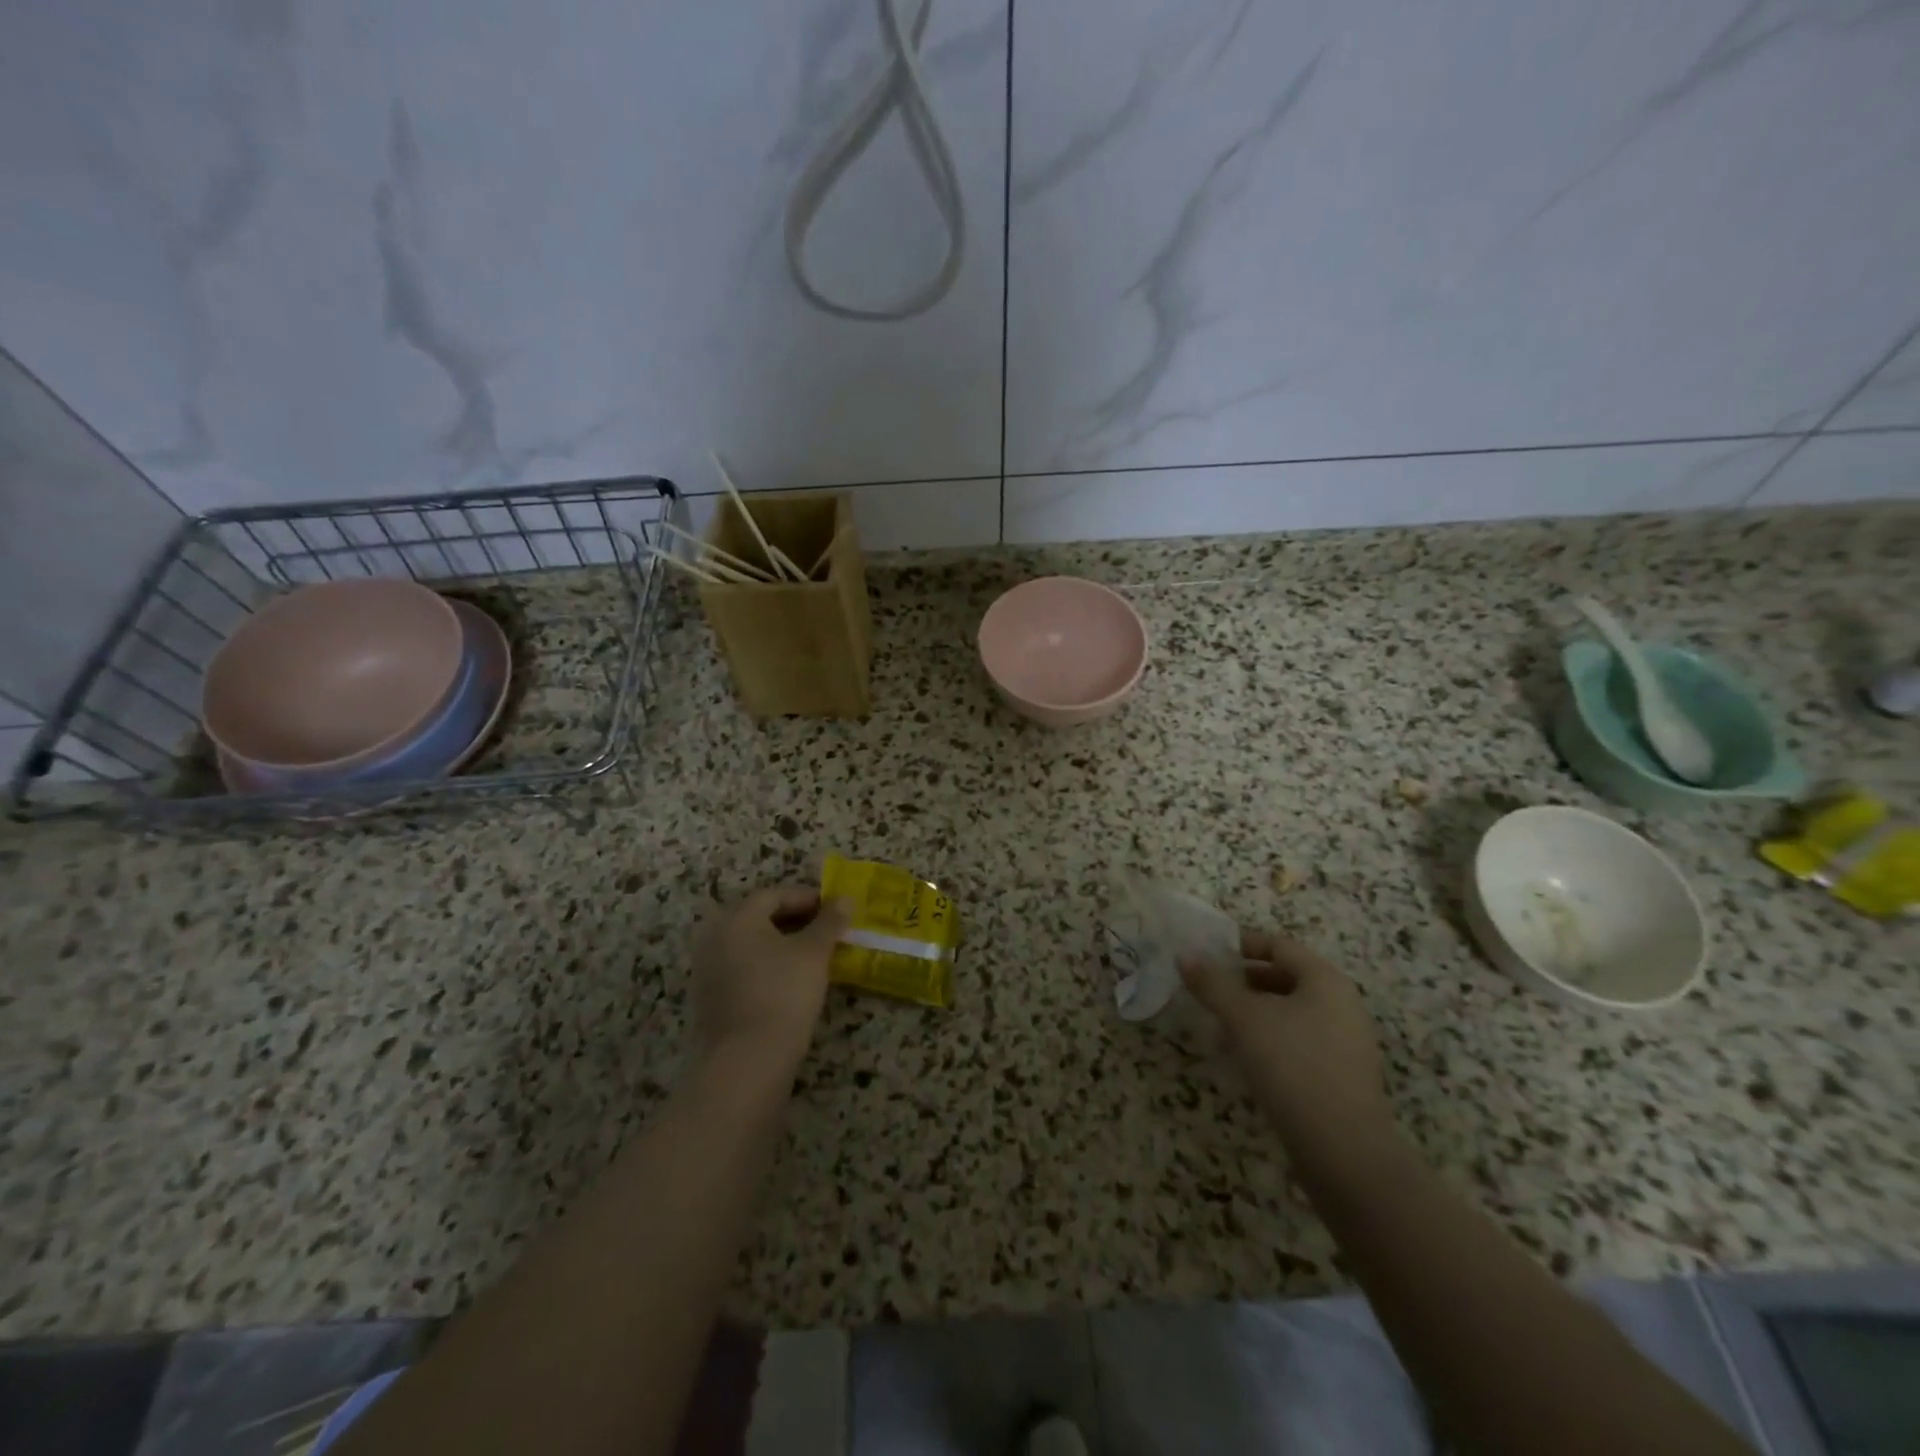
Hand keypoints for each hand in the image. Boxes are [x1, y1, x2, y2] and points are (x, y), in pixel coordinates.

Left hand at [690, 886, 849, 1081]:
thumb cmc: (783, 994)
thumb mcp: (814, 953)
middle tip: (826, 932)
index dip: (807, 898)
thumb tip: (845, 899)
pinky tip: (790, 984)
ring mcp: (707, 971)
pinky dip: (766, 969)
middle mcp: (714, 937)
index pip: (774, 895)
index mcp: (736, 918)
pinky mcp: (709, 1001)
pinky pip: (742, 971)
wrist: (746, 1062)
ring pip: (750, 946)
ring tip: (813, 958)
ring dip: (781, 946)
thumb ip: (830, 922)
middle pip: (758, 919)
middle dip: (794, 922)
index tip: (834, 911)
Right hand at [1180, 928, 1393, 1162]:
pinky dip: (1270, 1039)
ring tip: (1219, 1024)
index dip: (1241, 944)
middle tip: (1208, 988)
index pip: (1279, 945)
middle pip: (1286, 977)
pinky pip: (1299, 1041)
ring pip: (1291, 1012)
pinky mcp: (1341, 1076)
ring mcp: (1346, 1042)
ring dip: (1254, 1012)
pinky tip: (1244, 1058)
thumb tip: (1185, 956)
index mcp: (1325, 980)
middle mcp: (1342, 1004)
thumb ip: (1212, 983)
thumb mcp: (1243, 1018)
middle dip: (1244, 980)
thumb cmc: (1292, 1066)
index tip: (1207, 952)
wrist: (1343, 1151)